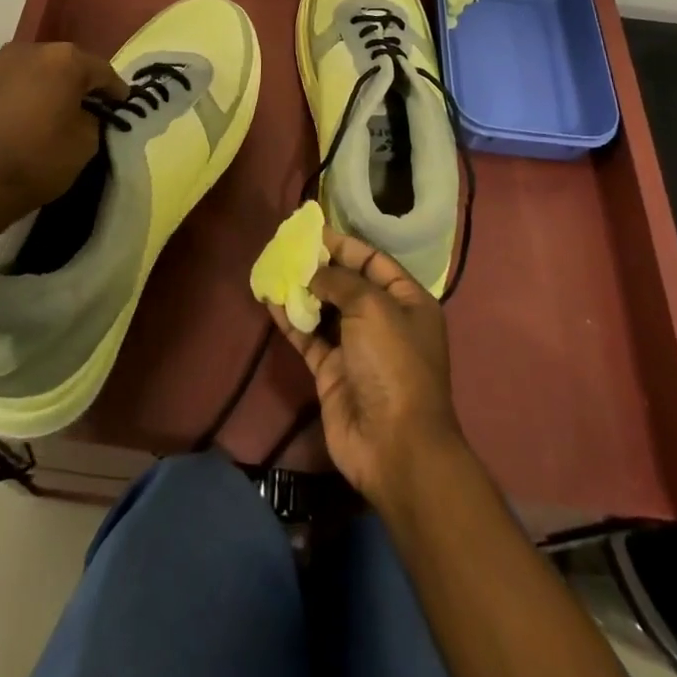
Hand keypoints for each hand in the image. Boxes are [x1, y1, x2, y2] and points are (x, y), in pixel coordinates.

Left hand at [0, 42, 127, 229]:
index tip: (122, 107)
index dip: (115, 91)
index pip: (102, 71)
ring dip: (53, 87)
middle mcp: (32, 49)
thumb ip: (95, 117)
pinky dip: (30, 94)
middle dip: (82, 85)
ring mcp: (2, 63)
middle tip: (94, 109)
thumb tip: (88, 112)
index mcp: (65, 59)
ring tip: (60, 114)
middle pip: (69, 64)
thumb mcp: (86, 143)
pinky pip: (18, 82)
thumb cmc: (37, 160)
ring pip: (41, 71)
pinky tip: (32, 117)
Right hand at [268, 228, 465, 506]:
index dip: (343, 244)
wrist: (394, 445)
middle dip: (318, 265)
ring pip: (324, 308)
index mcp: (407, 301)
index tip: (311, 231)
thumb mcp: (372, 307)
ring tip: (272, 267)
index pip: (373, 261)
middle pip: (346, 283)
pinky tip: (270, 300)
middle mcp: (383, 320)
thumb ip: (340, 281)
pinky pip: (308, 336)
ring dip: (300, 290)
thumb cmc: (392, 364)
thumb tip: (314, 273)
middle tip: (285, 247)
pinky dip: (290, 319)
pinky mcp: (332, 371)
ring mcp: (356, 347)